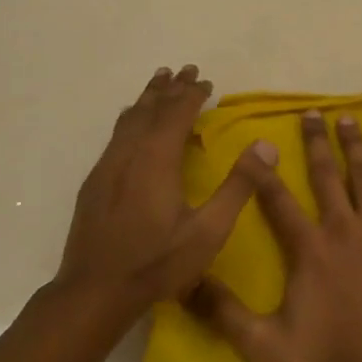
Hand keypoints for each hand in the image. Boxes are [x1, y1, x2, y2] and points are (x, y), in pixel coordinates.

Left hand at [55, 65, 278, 323]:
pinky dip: (131, 119)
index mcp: (157, 160)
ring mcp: (107, 168)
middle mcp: (128, 154)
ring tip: (158, 82)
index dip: (192, 95)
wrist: (94, 292)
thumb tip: (267, 145)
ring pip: (128, 120)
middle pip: (150, 109)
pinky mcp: (94, 183)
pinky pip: (116, 136)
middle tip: (184, 69)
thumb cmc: (157, 263)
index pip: (176, 114)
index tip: (206, 81)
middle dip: (169, 88)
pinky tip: (131, 124)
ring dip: (147, 98)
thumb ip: (239, 186)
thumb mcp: (209, 230)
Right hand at [188, 110, 361, 361]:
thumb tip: (186, 283)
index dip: (263, 173)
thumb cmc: (330, 356)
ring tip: (349, 119)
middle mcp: (341, 227)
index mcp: (307, 247)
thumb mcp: (265, 343)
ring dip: (355, 147)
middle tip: (312, 114)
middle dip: (316, 143)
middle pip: (326, 176)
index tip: (257, 145)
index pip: (278, 201)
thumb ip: (225, 313)